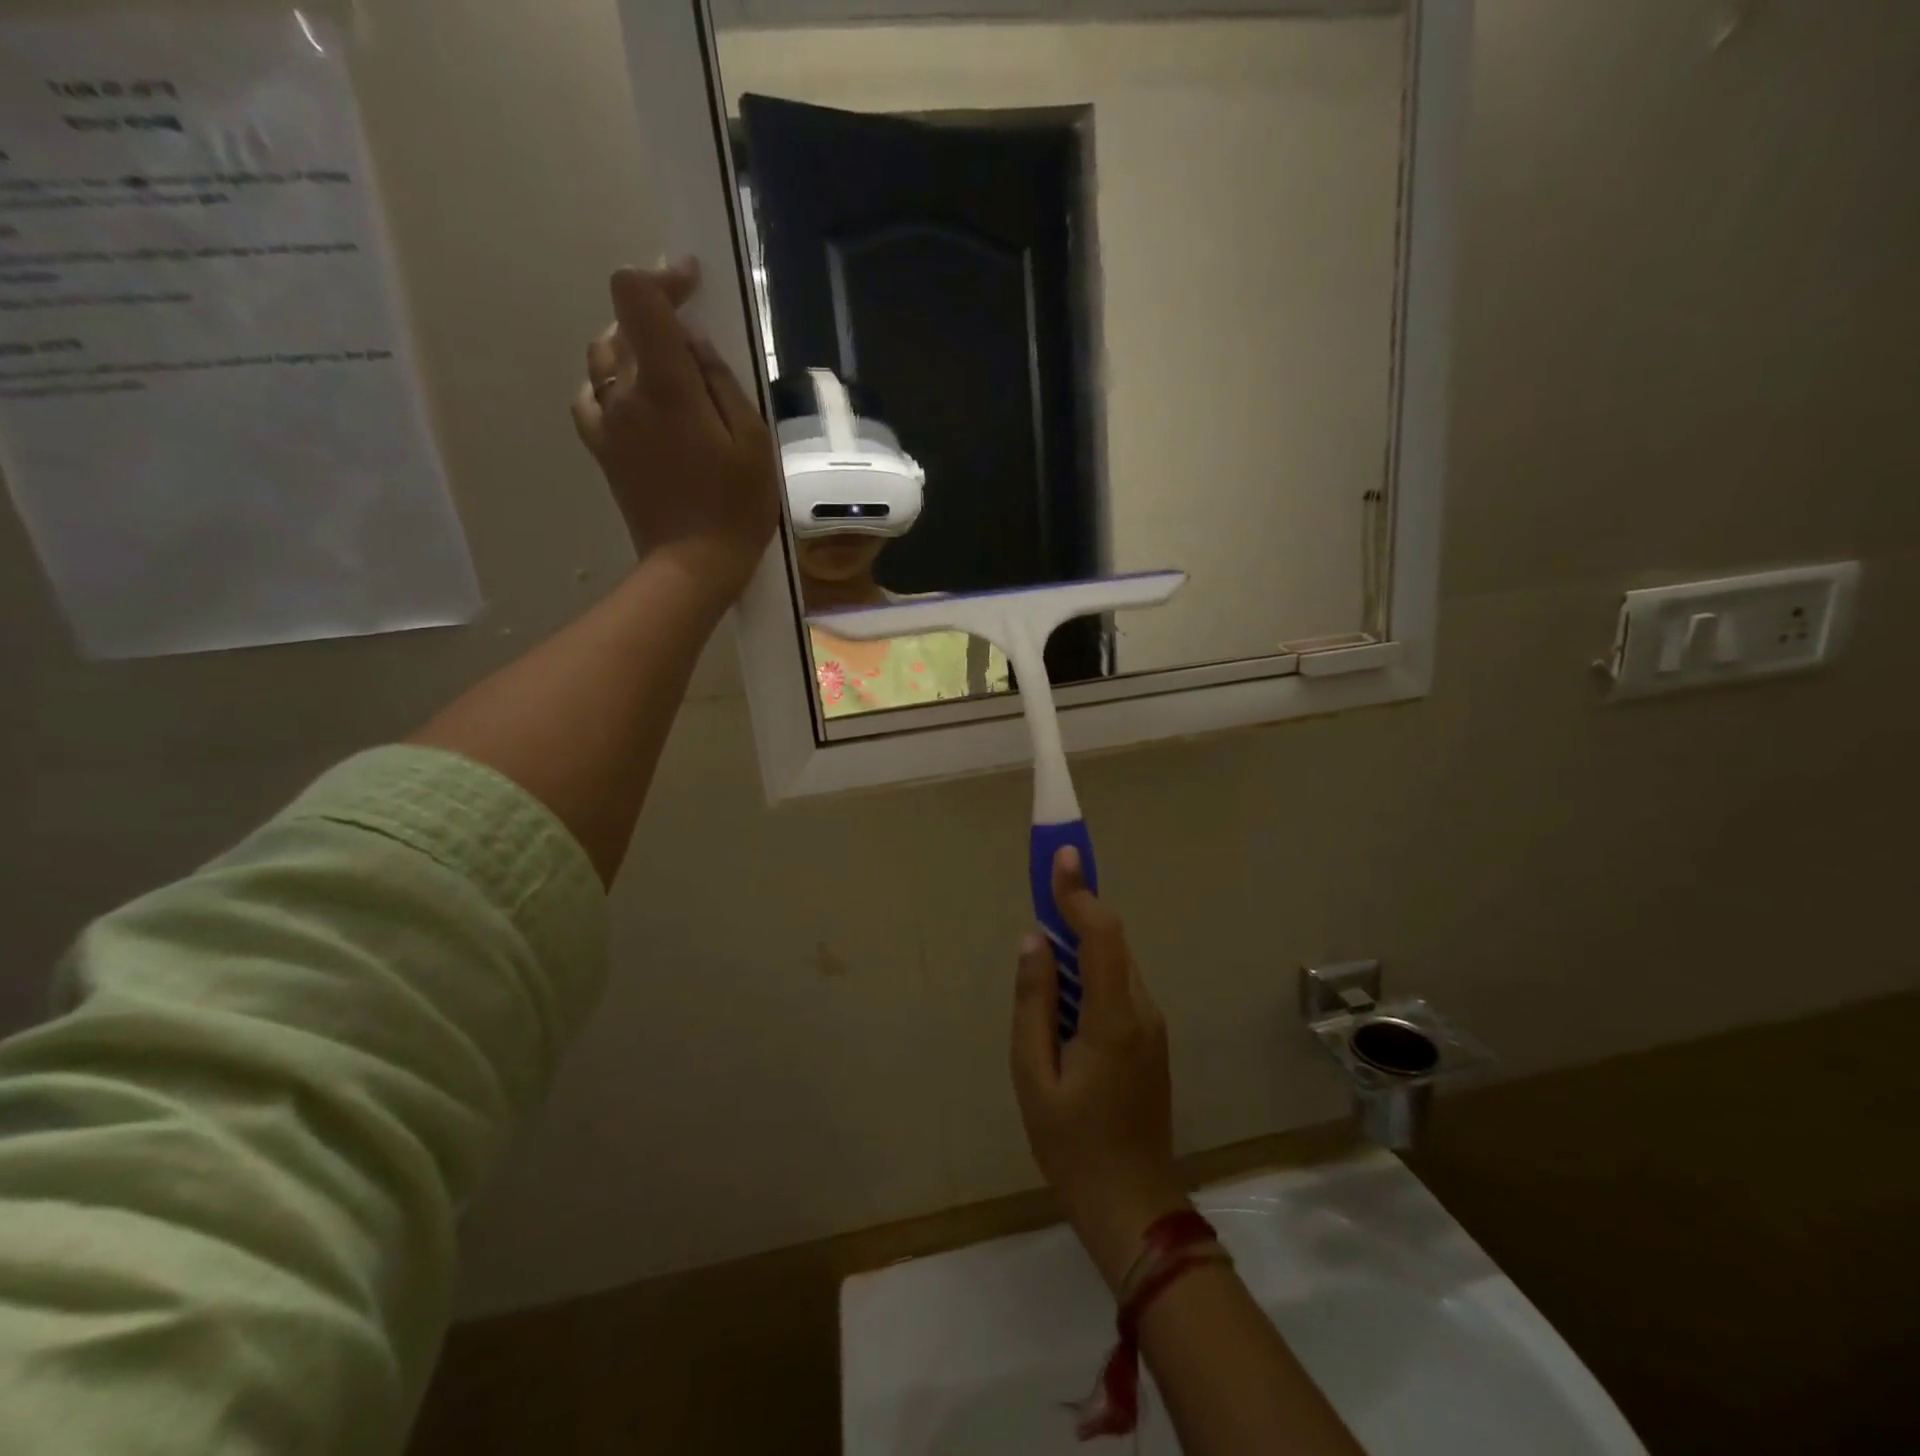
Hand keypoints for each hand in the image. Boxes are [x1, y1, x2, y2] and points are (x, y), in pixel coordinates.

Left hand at [571, 258, 779, 608]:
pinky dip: (610, 384)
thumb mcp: (752, 442)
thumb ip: (721, 382)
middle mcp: (624, 393)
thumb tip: (692, 341)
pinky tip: (635, 401)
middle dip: (656, 317)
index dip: (661, 277)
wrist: (692, 565)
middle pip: (622, 324)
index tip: (690, 282)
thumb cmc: (736, 507)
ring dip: (632, 348)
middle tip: (694, 341)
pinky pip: (591, 397)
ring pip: (603, 357)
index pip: (637, 297)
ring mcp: (606, 421)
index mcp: (665, 386)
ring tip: (667, 370)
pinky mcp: (601, 448)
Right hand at [1011, 846, 1187, 1291]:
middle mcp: (1142, 1010)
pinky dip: (1092, 970)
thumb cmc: (1072, 1145)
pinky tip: (1064, 990)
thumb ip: (1033, 1002)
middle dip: (1078, 908)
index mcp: (1113, 1018)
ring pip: (1116, 964)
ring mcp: (1152, 1026)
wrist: (1132, 1204)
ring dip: (1083, 940)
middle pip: (1111, 942)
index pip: (1101, 935)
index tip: (1061, 855)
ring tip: (1046, 940)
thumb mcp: (1033, 1075)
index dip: (1080, 892)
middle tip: (1044, 884)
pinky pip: (1118, 987)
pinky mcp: (1150, 1040)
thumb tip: (1033, 941)